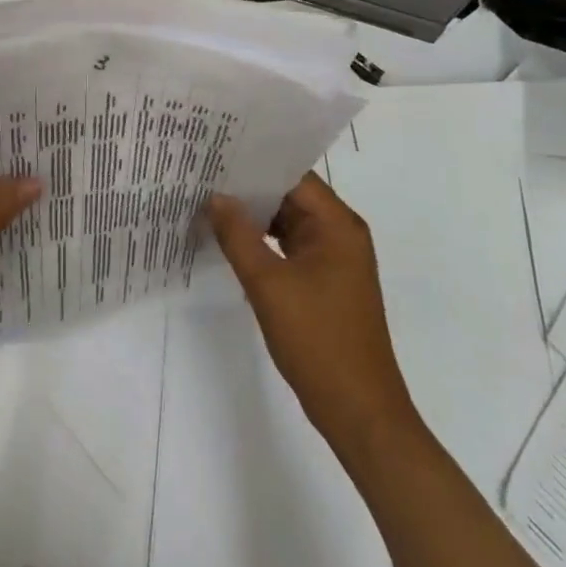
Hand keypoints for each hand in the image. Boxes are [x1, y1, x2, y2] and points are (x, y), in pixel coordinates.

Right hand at [208, 174, 415, 443]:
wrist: (361, 414)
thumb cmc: (319, 341)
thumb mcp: (268, 285)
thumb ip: (238, 236)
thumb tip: (215, 197)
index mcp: (337, 225)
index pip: (292, 175)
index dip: (255, 162)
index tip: (217, 153)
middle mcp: (340, 234)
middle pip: (290, 195)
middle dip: (249, 187)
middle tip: (204, 174)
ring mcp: (334, 260)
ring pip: (288, 222)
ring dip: (254, 216)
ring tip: (210, 201)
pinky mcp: (325, 282)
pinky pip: (290, 247)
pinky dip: (263, 241)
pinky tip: (231, 240)